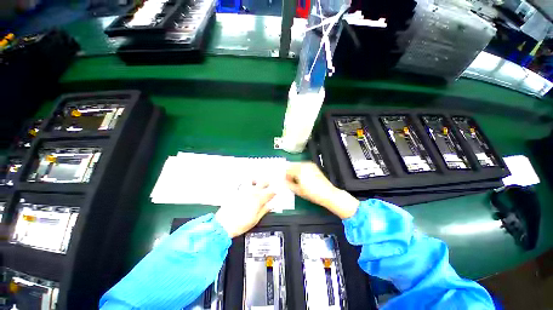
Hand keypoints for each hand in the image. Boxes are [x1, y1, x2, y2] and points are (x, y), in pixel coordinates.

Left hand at [215, 181, 275, 237]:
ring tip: (257, 183)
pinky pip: (241, 183)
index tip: (274, 194)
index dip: (274, 193)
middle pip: (263, 183)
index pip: (270, 192)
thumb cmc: (239, 224)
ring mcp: (243, 190)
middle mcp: (251, 192)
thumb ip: (265, 210)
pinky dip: (245, 183)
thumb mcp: (256, 219)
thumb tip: (271, 205)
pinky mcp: (235, 191)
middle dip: (267, 184)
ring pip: (253, 180)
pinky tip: (246, 185)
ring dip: (257, 181)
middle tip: (268, 187)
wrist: (223, 225)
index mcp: (258, 199)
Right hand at [285, 162, 358, 218]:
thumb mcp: (298, 191)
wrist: (327, 194)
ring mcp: (310, 165)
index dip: (285, 175)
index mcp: (299, 170)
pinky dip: (301, 169)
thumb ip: (289, 184)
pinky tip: (302, 176)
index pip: (288, 169)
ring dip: (295, 170)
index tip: (285, 180)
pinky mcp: (314, 167)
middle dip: (290, 172)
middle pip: (292, 165)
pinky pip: (304, 166)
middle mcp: (304, 165)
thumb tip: (285, 181)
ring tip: (296, 179)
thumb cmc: (312, 193)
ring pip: (298, 165)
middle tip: (289, 179)